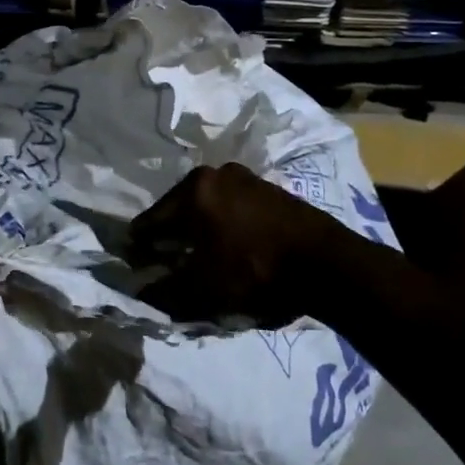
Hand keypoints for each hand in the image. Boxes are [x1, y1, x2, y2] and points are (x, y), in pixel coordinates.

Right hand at [129, 163, 352, 326]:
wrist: (327, 263)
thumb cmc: (256, 272)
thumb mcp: (205, 289)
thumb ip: (166, 290)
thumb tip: (142, 289)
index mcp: (193, 191)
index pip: (151, 222)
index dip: (140, 247)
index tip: (136, 265)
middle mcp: (215, 174)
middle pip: (178, 208)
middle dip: (170, 235)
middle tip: (166, 261)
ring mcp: (245, 177)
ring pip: (207, 205)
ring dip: (198, 228)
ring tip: (200, 255)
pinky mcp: (269, 188)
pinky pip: (232, 206)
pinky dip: (223, 224)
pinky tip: (231, 245)